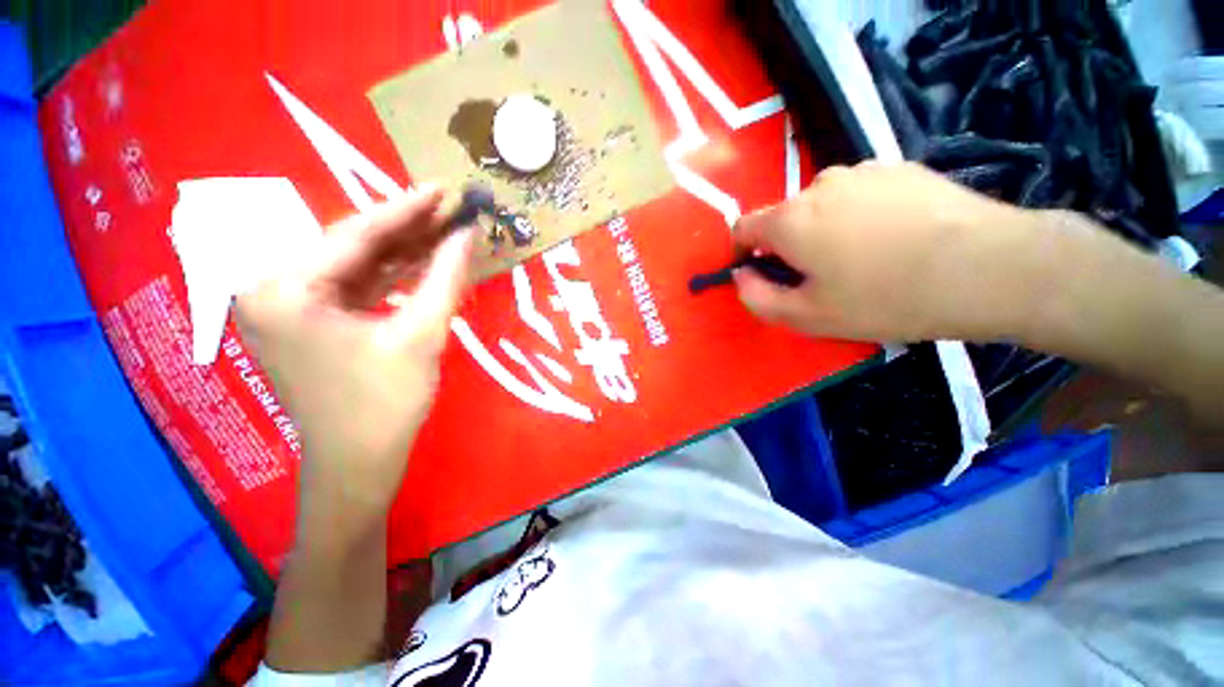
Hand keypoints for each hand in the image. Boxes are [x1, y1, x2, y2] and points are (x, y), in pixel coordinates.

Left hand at [237, 187, 473, 543]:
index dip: (407, 209)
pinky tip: (425, 261)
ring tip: (446, 228)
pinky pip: (358, 288)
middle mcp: (275, 288)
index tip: (442, 188)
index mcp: (285, 288)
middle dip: (407, 227)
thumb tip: (468, 235)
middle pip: (354, 247)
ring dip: (405, 250)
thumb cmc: (384, 403)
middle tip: (450, 206)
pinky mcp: (313, 322)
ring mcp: (292, 306)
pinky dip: (394, 277)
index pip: (356, 234)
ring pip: (359, 266)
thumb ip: (445, 279)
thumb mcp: (421, 336)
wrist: (358, 463)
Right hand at [734, 162, 1028, 342]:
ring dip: (824, 229)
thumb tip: (741, 276)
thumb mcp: (807, 316)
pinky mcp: (899, 169)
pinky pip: (859, 195)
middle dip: (788, 245)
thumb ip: (757, 298)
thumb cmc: (885, 297)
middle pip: (784, 216)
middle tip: (819, 277)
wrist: (988, 266)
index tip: (758, 273)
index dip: (741, 252)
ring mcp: (862, 171)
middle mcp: (818, 185)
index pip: (742, 227)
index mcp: (789, 220)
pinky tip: (893, 239)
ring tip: (862, 258)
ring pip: (822, 205)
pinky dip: (859, 215)